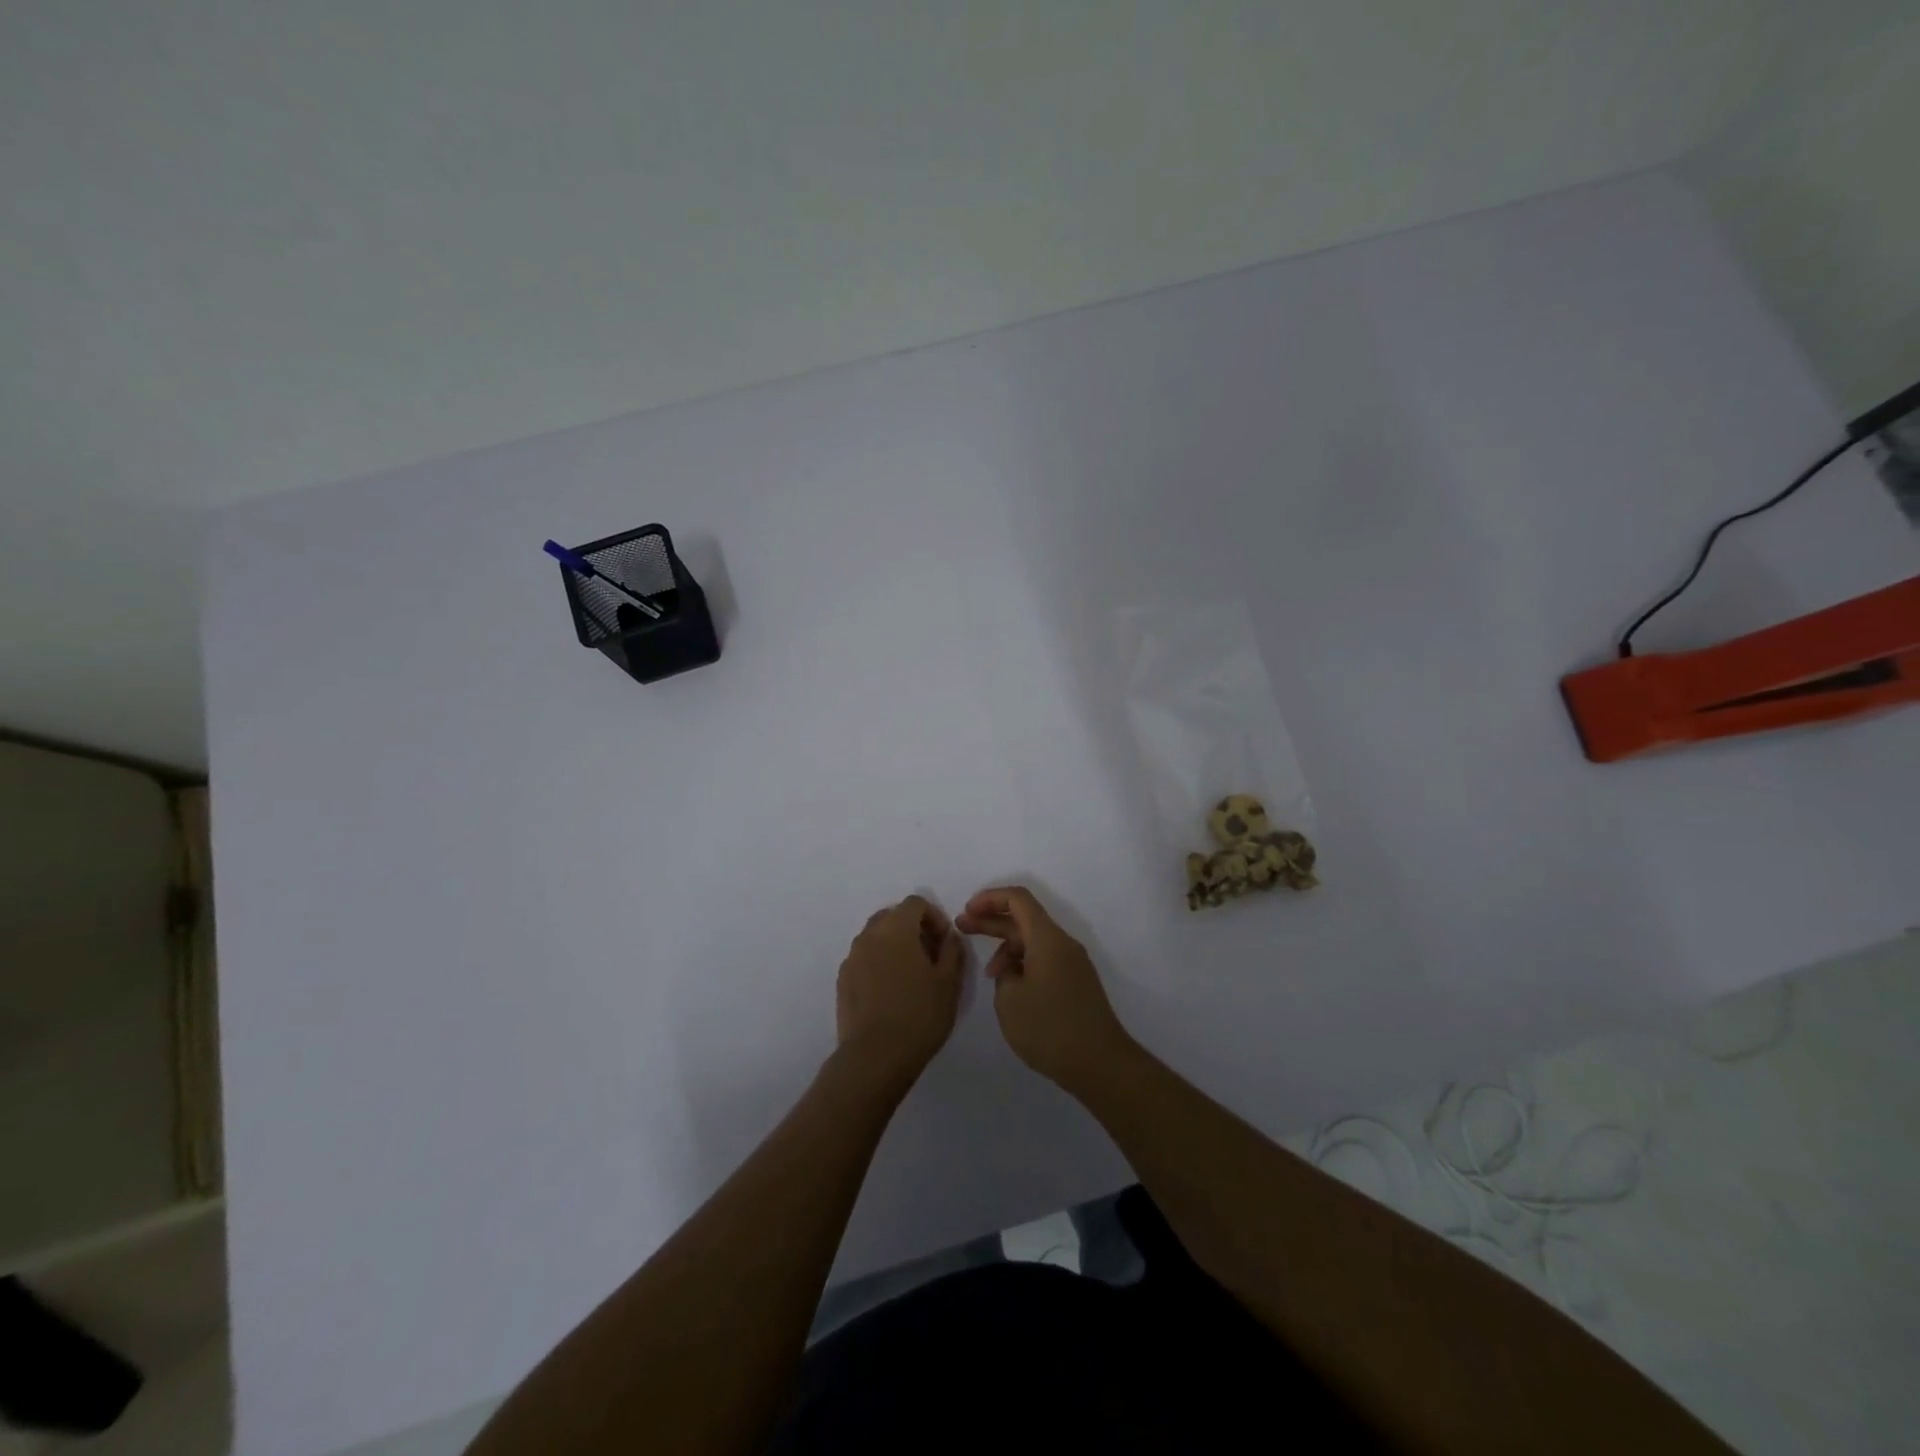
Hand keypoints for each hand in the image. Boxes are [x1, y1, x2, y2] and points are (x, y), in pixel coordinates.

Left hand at [835, 896, 964, 1088]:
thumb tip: (949, 936)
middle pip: (892, 916)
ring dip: (895, 946)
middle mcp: (869, 935)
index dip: (934, 917)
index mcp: (896, 928)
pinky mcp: (842, 980)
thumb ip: (952, 950)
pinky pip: (864, 959)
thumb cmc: (919, 1014)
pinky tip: (891, 992)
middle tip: (930, 956)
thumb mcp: (949, 981)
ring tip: (912, 976)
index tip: (945, 942)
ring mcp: (851, 958)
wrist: (875, 1056)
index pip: (915, 903)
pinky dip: (879, 964)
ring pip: (876, 938)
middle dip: (913, 929)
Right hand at [956, 887, 1130, 1091]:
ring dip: (1007, 947)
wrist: (1100, 1064)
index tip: (967, 911)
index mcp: (1048, 939)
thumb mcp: (1010, 999)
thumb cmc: (1050, 1028)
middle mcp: (1063, 944)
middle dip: (991, 920)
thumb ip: (1004, 974)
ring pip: (1033, 941)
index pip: (1018, 899)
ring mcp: (1072, 964)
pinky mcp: (1075, 983)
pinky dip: (1022, 963)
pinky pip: (1044, 959)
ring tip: (987, 973)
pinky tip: (1009, 986)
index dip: (989, 899)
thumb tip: (1013, 970)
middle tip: (961, 927)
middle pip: (1024, 919)